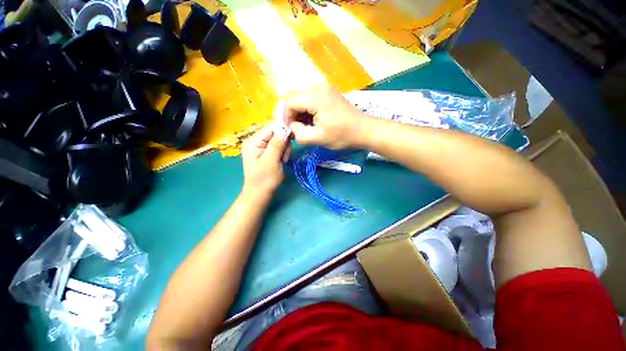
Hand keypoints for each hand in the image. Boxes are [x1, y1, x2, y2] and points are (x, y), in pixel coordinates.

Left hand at [241, 126, 290, 197]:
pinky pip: (278, 149)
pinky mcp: (266, 154)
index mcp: (253, 141)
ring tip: (282, 162)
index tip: (291, 141)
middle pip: (275, 134)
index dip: (282, 132)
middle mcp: (256, 142)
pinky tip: (281, 162)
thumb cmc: (264, 179)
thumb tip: (284, 128)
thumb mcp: (271, 161)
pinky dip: (282, 154)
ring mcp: (260, 148)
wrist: (260, 194)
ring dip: (284, 151)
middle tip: (283, 158)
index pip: (271, 128)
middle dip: (283, 145)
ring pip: (279, 142)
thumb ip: (277, 144)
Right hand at [284, 85, 367, 148]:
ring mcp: (325, 88)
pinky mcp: (329, 92)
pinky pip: (311, 99)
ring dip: (302, 114)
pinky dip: (309, 111)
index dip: (287, 117)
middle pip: (295, 99)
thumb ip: (299, 133)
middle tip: (301, 130)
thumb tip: (292, 126)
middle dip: (294, 115)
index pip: (290, 102)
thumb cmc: (342, 135)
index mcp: (315, 96)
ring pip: (303, 99)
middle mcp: (318, 86)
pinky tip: (315, 121)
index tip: (292, 130)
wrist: (364, 130)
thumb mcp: (318, 138)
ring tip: (309, 127)